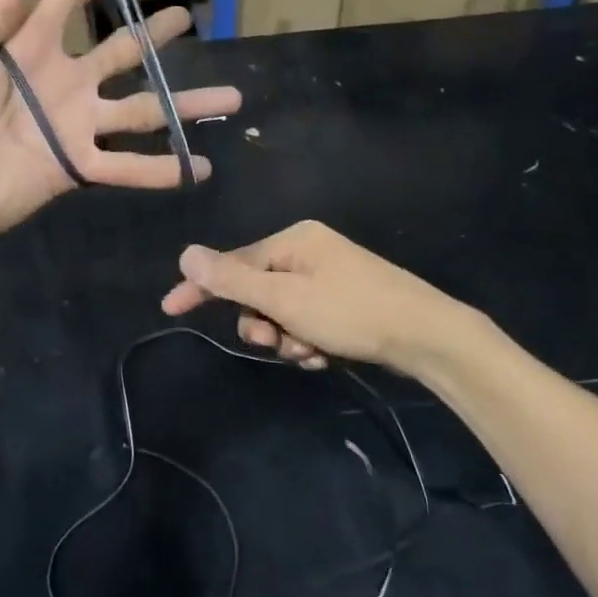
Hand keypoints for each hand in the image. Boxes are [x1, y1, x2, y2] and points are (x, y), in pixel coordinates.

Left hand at [0, 0, 243, 243]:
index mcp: (29, 48)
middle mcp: (63, 81)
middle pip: (120, 51)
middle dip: (154, 33)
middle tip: (186, 17)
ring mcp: (75, 125)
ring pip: (142, 109)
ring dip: (184, 104)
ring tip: (231, 97)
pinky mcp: (77, 166)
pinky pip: (127, 167)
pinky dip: (163, 169)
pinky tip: (201, 167)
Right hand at [160, 220, 490, 374]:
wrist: (427, 336)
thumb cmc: (351, 312)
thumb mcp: (285, 299)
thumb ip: (233, 279)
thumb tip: (186, 255)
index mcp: (293, 240)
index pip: (232, 262)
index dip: (201, 287)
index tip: (169, 308)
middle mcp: (307, 252)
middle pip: (257, 290)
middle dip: (261, 322)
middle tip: (275, 343)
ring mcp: (328, 276)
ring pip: (281, 312)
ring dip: (286, 338)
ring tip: (309, 353)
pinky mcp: (343, 301)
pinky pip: (306, 321)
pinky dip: (307, 341)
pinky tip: (325, 356)